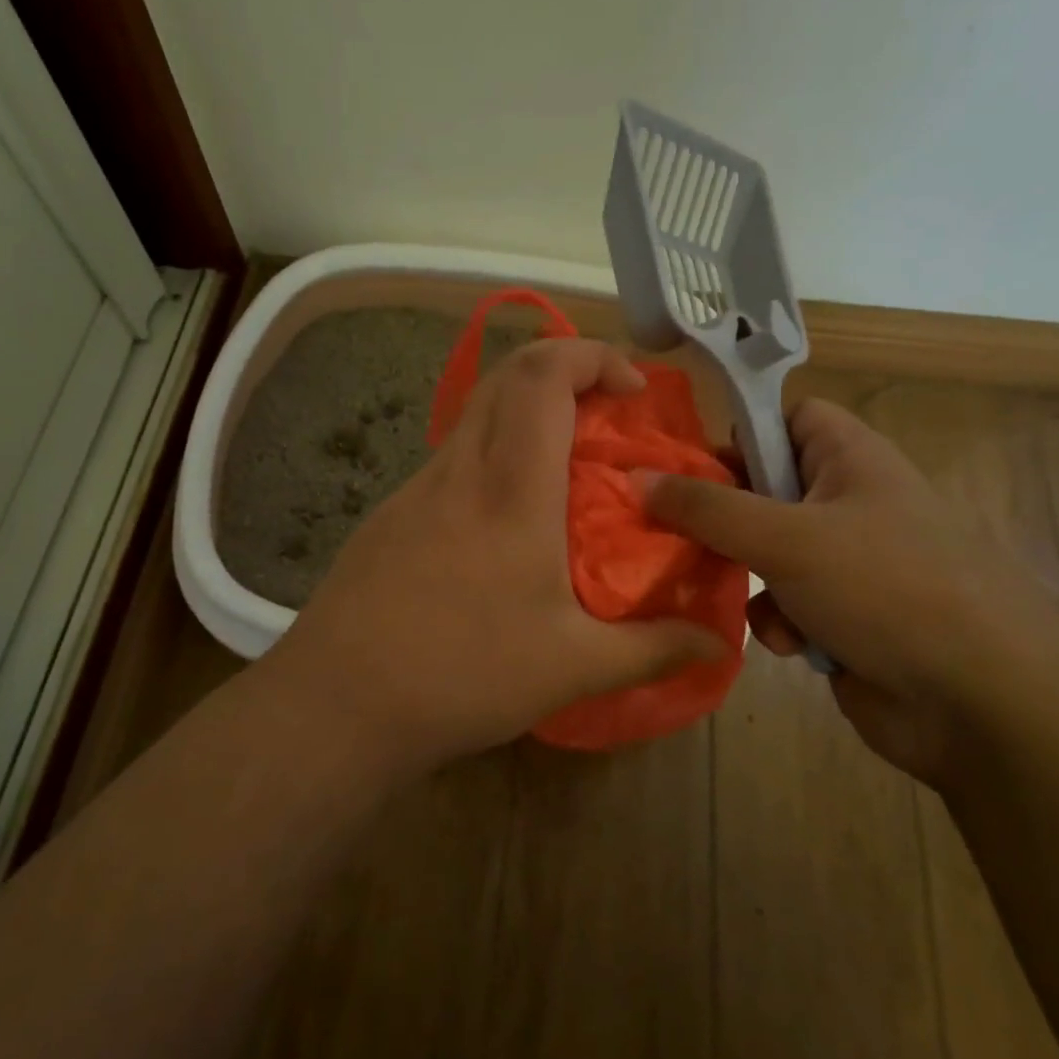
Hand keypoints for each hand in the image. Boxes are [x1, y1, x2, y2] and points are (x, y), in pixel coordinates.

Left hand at [261, 338, 725, 774]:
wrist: (339, 701)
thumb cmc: (462, 674)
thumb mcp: (572, 667)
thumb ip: (653, 649)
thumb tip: (720, 645)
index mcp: (511, 487)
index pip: (543, 374)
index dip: (592, 356)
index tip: (632, 390)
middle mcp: (460, 469)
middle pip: (507, 375)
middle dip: (565, 370)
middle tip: (607, 416)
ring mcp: (416, 488)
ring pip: (476, 415)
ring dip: (526, 416)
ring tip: (566, 472)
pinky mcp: (391, 514)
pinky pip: (452, 459)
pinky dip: (492, 457)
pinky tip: (505, 524)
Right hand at [643, 398, 1058, 785]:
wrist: (982, 704)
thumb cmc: (887, 590)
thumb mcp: (785, 538)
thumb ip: (706, 507)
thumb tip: (637, 478)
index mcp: (850, 459)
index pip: (785, 416)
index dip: (738, 431)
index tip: (686, 463)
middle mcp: (849, 502)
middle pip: (763, 488)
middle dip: (722, 517)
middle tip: (677, 532)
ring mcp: (848, 562)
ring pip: (764, 551)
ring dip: (747, 576)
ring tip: (744, 597)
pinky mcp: (843, 615)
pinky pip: (786, 602)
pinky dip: (779, 620)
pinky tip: (792, 645)